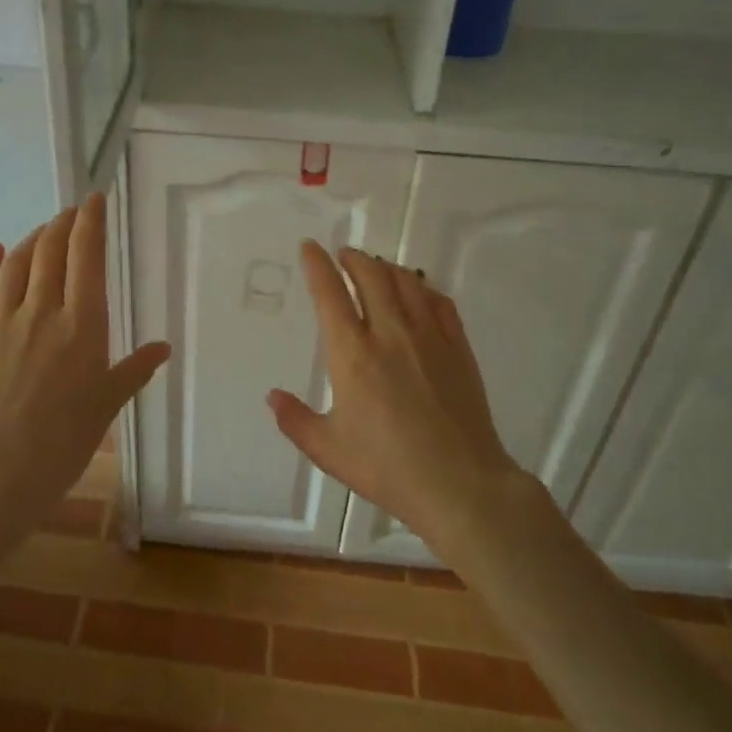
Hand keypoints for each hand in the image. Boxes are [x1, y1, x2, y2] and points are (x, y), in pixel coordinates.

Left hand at [0, 192, 170, 548]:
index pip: (87, 258)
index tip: (94, 200)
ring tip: (42, 231)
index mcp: (82, 326)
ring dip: (32, 240)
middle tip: (71, 212)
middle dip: (62, 225)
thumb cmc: (63, 443)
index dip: (91, 223)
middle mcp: (41, 312)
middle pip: (51, 252)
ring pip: (16, 264)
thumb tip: (162, 347)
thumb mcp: (107, 405)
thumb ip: (133, 370)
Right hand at [267, 243, 524, 549]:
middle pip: (371, 276)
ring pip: (406, 282)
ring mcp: (429, 337)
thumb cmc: (386, 466)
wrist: (459, 483)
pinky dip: (423, 288)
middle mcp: (390, 333)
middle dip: (353, 258)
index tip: (310, 247)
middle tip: (343, 255)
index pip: (330, 294)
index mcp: (352, 354)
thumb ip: (295, 420)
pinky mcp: (458, 348)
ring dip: (386, 267)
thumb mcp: (327, 449)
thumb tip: (272, 396)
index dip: (317, 265)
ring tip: (376, 267)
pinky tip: (419, 293)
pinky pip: (440, 302)